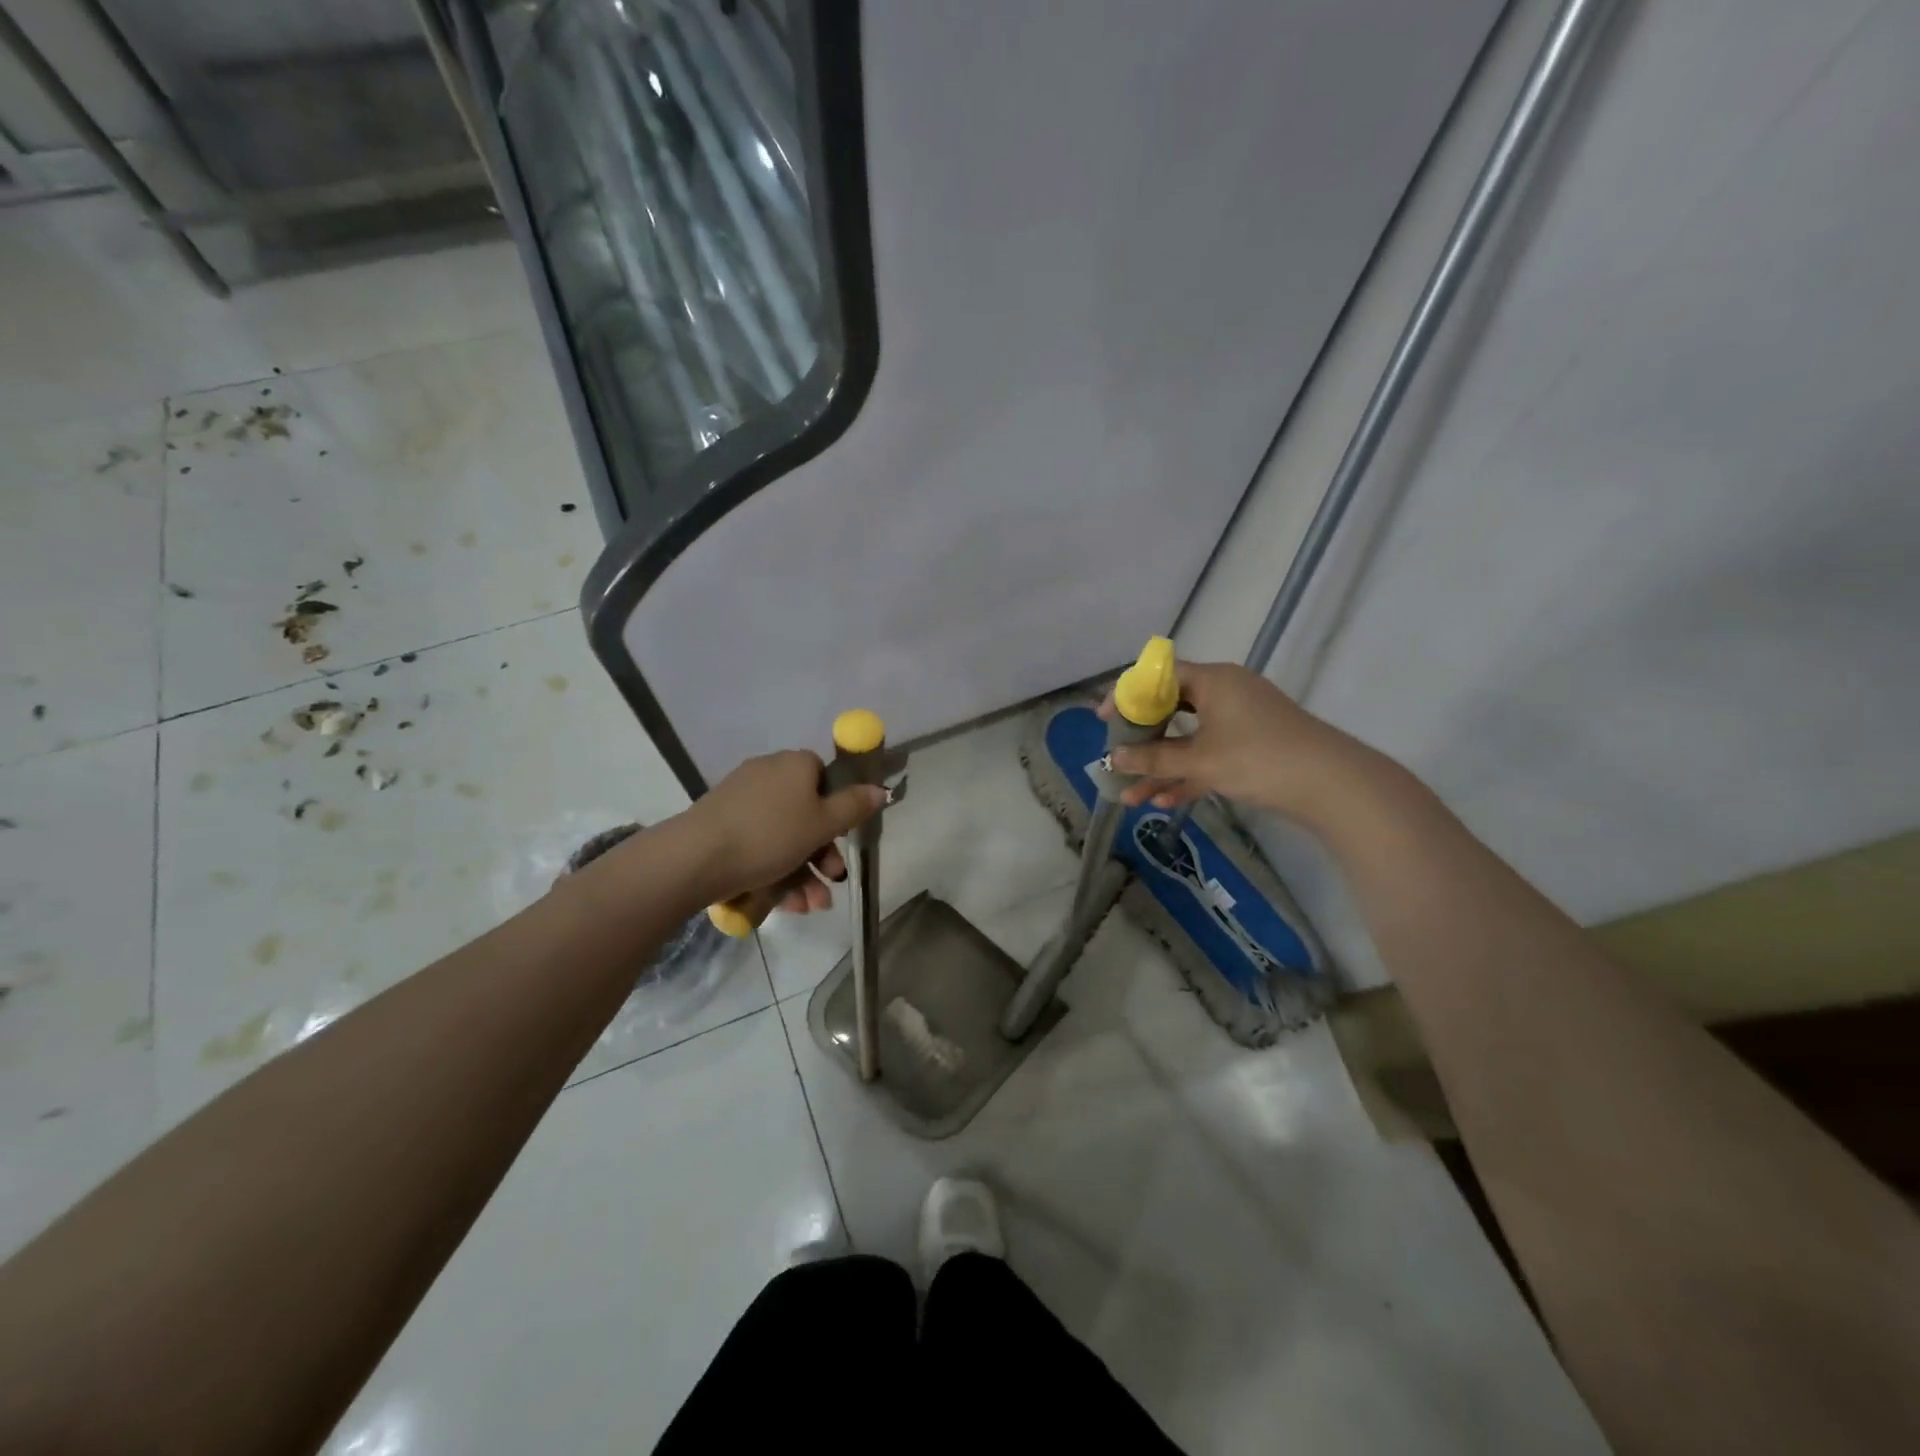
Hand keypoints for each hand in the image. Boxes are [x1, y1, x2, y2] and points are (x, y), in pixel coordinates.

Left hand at [682, 749, 885, 910]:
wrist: (696, 858)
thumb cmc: (770, 835)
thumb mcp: (823, 824)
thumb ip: (855, 806)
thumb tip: (880, 789)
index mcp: (795, 765)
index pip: (825, 777)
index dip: (837, 809)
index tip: (842, 839)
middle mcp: (768, 774)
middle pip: (806, 812)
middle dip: (822, 855)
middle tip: (831, 882)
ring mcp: (741, 799)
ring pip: (784, 836)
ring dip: (802, 872)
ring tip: (808, 907)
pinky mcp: (721, 824)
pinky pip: (758, 844)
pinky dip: (774, 870)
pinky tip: (783, 903)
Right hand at [1102, 661, 1368, 823]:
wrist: (1332, 785)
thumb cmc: (1259, 758)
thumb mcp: (1200, 760)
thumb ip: (1153, 759)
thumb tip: (1113, 759)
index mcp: (1213, 680)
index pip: (1159, 677)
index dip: (1127, 696)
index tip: (1104, 719)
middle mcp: (1225, 693)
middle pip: (1171, 710)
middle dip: (1142, 740)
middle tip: (1118, 758)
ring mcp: (1240, 721)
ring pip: (1189, 740)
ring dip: (1161, 767)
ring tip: (1131, 796)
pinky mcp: (1252, 748)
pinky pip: (1209, 756)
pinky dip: (1188, 775)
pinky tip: (1163, 803)